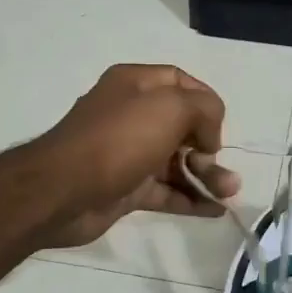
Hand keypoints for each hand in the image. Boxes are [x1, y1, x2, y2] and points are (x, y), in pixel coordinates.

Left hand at [30, 64, 239, 248]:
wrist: (62, 192)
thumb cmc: (119, 139)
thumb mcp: (171, 108)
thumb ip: (204, 110)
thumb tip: (207, 137)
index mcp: (135, 84)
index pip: (181, 82)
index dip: (206, 102)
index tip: (218, 127)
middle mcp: (131, 115)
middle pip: (182, 126)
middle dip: (209, 146)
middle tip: (217, 165)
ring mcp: (128, 154)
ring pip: (177, 162)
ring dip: (206, 176)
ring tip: (229, 192)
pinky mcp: (127, 188)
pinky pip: (167, 191)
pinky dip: (191, 199)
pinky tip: (216, 210)